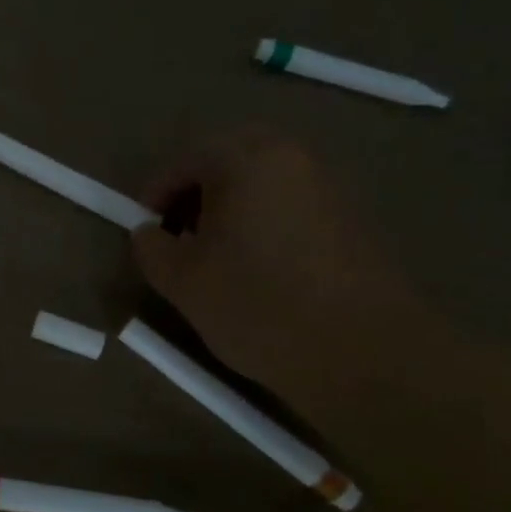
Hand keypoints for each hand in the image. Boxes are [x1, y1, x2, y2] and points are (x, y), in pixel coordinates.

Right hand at [131, 128, 423, 394]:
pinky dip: (266, 221)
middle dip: (196, 191)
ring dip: (232, 206)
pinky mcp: (353, 219)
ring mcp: (329, 187)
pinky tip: (260, 268)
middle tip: (180, 232)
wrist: (365, 353)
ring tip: (217, 254)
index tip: (145, 231)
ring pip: (264, 181)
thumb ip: (150, 247)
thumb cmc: (257, 305)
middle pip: (229, 159)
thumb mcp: (181, 281)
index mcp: (246, 160)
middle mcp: (292, 158)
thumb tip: (148, 232)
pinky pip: (293, 205)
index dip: (155, 195)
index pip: (185, 161)